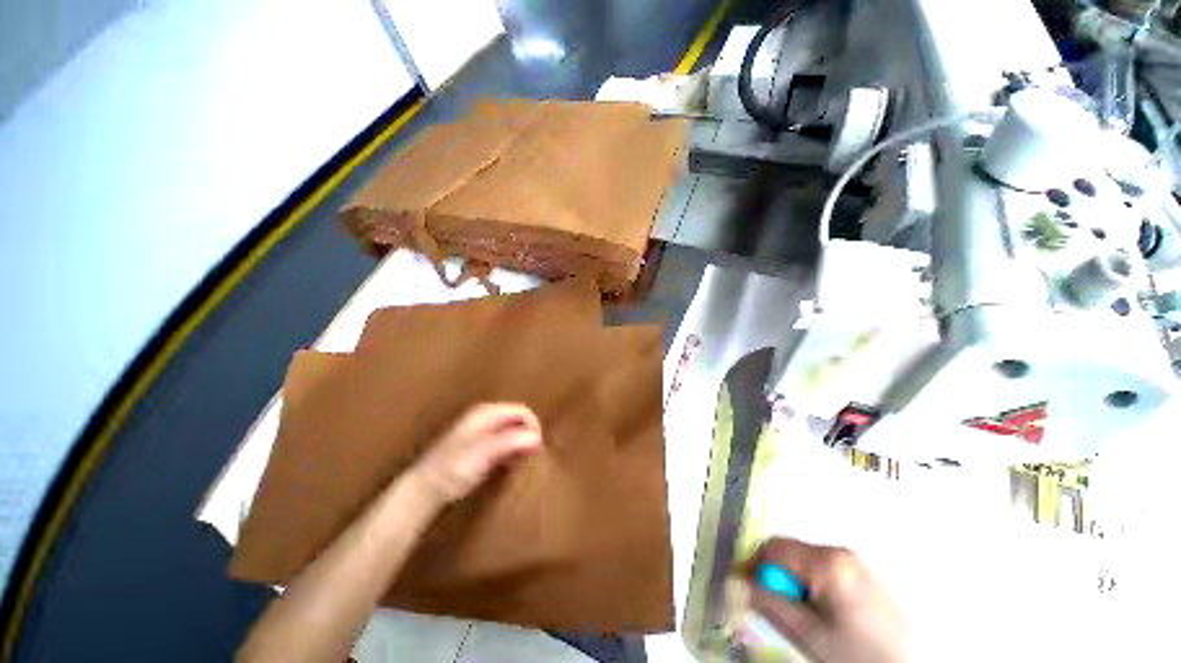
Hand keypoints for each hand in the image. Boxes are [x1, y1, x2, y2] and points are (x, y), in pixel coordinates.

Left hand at [409, 403, 542, 506]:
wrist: (424, 489)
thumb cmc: (453, 468)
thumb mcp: (485, 453)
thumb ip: (511, 441)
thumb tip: (537, 436)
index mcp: (486, 413)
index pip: (521, 411)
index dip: (533, 426)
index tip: (537, 448)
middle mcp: (484, 416)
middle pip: (517, 419)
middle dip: (527, 435)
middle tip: (533, 456)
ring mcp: (480, 431)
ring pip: (511, 431)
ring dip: (520, 444)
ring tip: (523, 461)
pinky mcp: (477, 445)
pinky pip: (503, 442)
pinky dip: (510, 450)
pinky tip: (509, 464)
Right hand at [746, 538, 907, 662]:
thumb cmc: (857, 656)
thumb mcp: (809, 635)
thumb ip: (770, 603)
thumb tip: (737, 581)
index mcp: (828, 562)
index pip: (773, 547)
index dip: (753, 565)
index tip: (743, 587)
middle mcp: (840, 552)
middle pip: (789, 551)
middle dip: (774, 575)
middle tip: (770, 606)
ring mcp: (854, 562)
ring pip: (803, 560)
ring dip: (791, 581)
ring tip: (797, 614)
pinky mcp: (861, 574)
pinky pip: (822, 568)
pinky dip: (809, 584)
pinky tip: (818, 612)